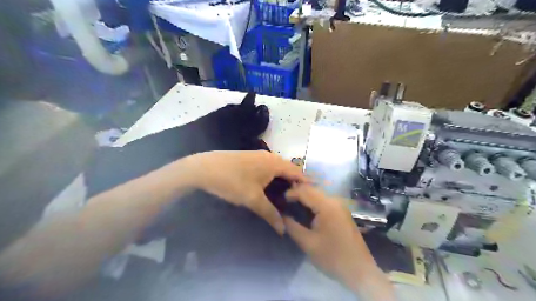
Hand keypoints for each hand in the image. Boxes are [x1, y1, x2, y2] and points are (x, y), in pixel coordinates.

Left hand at [187, 151, 307, 235]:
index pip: (298, 172)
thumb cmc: (232, 181)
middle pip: (288, 170)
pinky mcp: (249, 158)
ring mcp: (258, 155)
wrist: (203, 168)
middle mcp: (269, 156)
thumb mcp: (252, 199)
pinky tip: (269, 188)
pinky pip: (267, 167)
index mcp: (275, 163)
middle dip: (295, 184)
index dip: (306, 184)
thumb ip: (270, 214)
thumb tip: (283, 230)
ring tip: (286, 197)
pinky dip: (273, 177)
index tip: (313, 197)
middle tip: (299, 201)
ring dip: (283, 180)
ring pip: (277, 168)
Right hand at [287, 185, 394, 299]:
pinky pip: (325, 201)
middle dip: (297, 192)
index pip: (305, 191)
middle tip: (284, 201)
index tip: (279, 199)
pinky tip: (306, 210)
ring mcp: (340, 206)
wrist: (359, 271)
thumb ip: (292, 226)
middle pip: (312, 189)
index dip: (290, 193)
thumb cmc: (332, 257)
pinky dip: (313, 202)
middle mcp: (335, 201)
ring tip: (292, 204)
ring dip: (305, 196)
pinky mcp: (342, 212)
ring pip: (319, 194)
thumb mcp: (307, 243)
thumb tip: (281, 215)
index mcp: (327, 206)